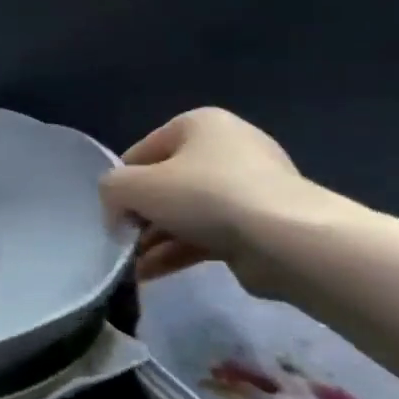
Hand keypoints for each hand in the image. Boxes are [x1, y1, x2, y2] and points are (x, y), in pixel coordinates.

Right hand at [99, 108, 327, 286]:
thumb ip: (110, 190)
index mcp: (200, 124)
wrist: (288, 241)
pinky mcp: (264, 225)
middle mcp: (229, 149)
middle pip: (165, 185)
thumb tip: (117, 213)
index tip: (114, 214)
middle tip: (124, 242)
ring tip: (133, 267)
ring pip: (186, 214)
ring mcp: (251, 189)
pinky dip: (180, 252)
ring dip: (156, 240)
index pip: (141, 153)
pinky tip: (152, 273)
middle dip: (141, 217)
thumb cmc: (204, 195)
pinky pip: (210, 235)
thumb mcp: (132, 185)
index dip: (121, 185)